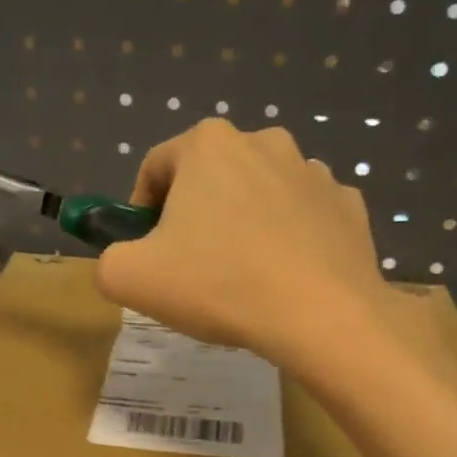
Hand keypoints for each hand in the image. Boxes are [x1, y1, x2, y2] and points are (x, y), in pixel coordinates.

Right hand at [96, 119, 392, 369]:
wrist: (320, 315)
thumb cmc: (218, 284)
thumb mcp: (129, 279)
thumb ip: (109, 260)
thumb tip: (124, 260)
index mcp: (208, 145)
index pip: (156, 168)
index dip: (140, 210)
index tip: (146, 250)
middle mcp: (264, 141)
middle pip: (210, 179)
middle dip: (195, 217)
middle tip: (191, 269)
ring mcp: (313, 172)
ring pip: (259, 196)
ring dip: (243, 225)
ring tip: (241, 278)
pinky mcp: (347, 206)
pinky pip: (303, 218)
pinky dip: (289, 240)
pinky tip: (283, 279)